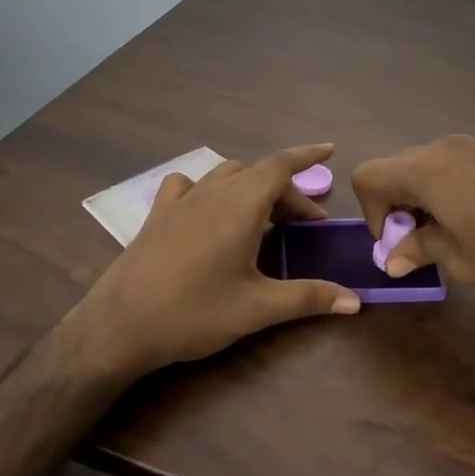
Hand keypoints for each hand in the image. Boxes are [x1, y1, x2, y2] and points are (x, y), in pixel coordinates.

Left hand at [84, 143, 361, 378]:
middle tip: (305, 225)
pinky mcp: (157, 215)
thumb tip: (356, 301)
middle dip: (287, 192)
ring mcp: (180, 201)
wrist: (118, 327)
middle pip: (258, 175)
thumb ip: (309, 298)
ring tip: (263, 217)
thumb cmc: (194, 313)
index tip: (329, 149)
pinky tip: (207, 211)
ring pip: (225, 176)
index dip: (307, 155)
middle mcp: (211, 193)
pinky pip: (188, 186)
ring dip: (251, 188)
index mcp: (240, 206)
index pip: (280, 165)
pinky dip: (208, 189)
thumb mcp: (258, 308)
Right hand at [351, 134, 474, 288]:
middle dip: (395, 205)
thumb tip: (392, 260)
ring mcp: (467, 146)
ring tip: (446, 232)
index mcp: (424, 170)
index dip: (371, 212)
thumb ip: (418, 251)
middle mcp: (439, 149)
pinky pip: (447, 165)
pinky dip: (442, 188)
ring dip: (419, 198)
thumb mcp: (458, 258)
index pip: (368, 176)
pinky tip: (470, 218)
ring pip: (420, 167)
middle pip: (393, 169)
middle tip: (419, 241)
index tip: (398, 241)